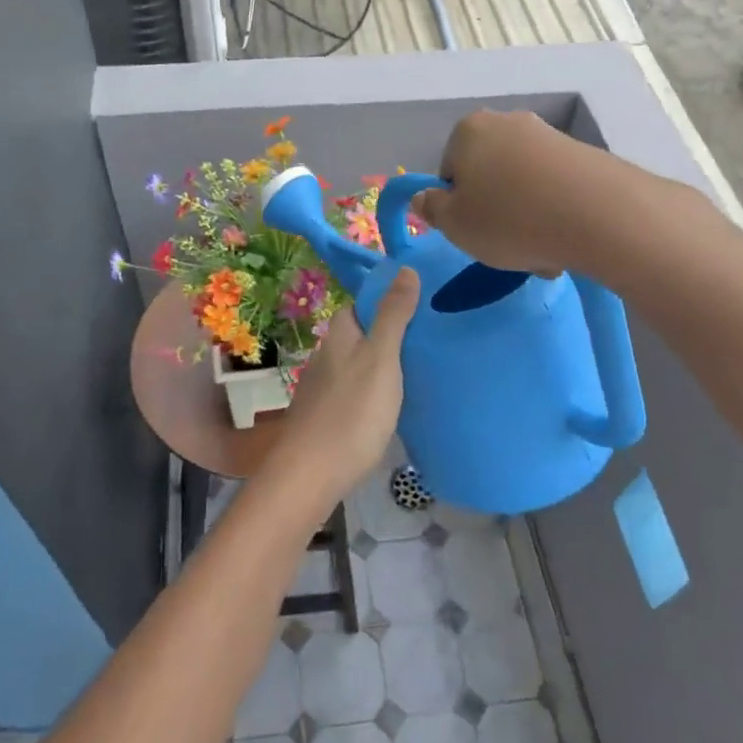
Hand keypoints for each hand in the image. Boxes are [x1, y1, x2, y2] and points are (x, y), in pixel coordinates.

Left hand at [276, 269, 419, 500]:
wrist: (312, 474)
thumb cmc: (352, 411)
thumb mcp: (382, 357)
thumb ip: (393, 315)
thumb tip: (404, 268)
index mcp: (339, 335)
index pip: (361, 304)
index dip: (387, 299)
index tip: (421, 302)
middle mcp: (327, 356)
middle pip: (361, 335)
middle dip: (389, 333)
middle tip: (430, 337)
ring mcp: (324, 388)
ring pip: (358, 365)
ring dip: (383, 364)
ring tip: (421, 369)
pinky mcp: (327, 417)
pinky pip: (356, 392)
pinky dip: (375, 391)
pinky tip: (394, 404)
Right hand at [410, 110, 619, 275]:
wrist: (599, 214)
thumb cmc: (509, 219)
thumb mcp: (454, 225)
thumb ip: (431, 209)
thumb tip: (425, 197)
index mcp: (469, 131)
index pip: (449, 171)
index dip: (456, 206)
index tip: (472, 231)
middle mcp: (508, 122)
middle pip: (488, 176)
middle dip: (494, 212)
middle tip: (504, 246)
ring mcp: (549, 136)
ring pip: (523, 187)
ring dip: (525, 219)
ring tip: (541, 253)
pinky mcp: (584, 155)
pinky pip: (555, 190)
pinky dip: (554, 215)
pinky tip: (565, 242)